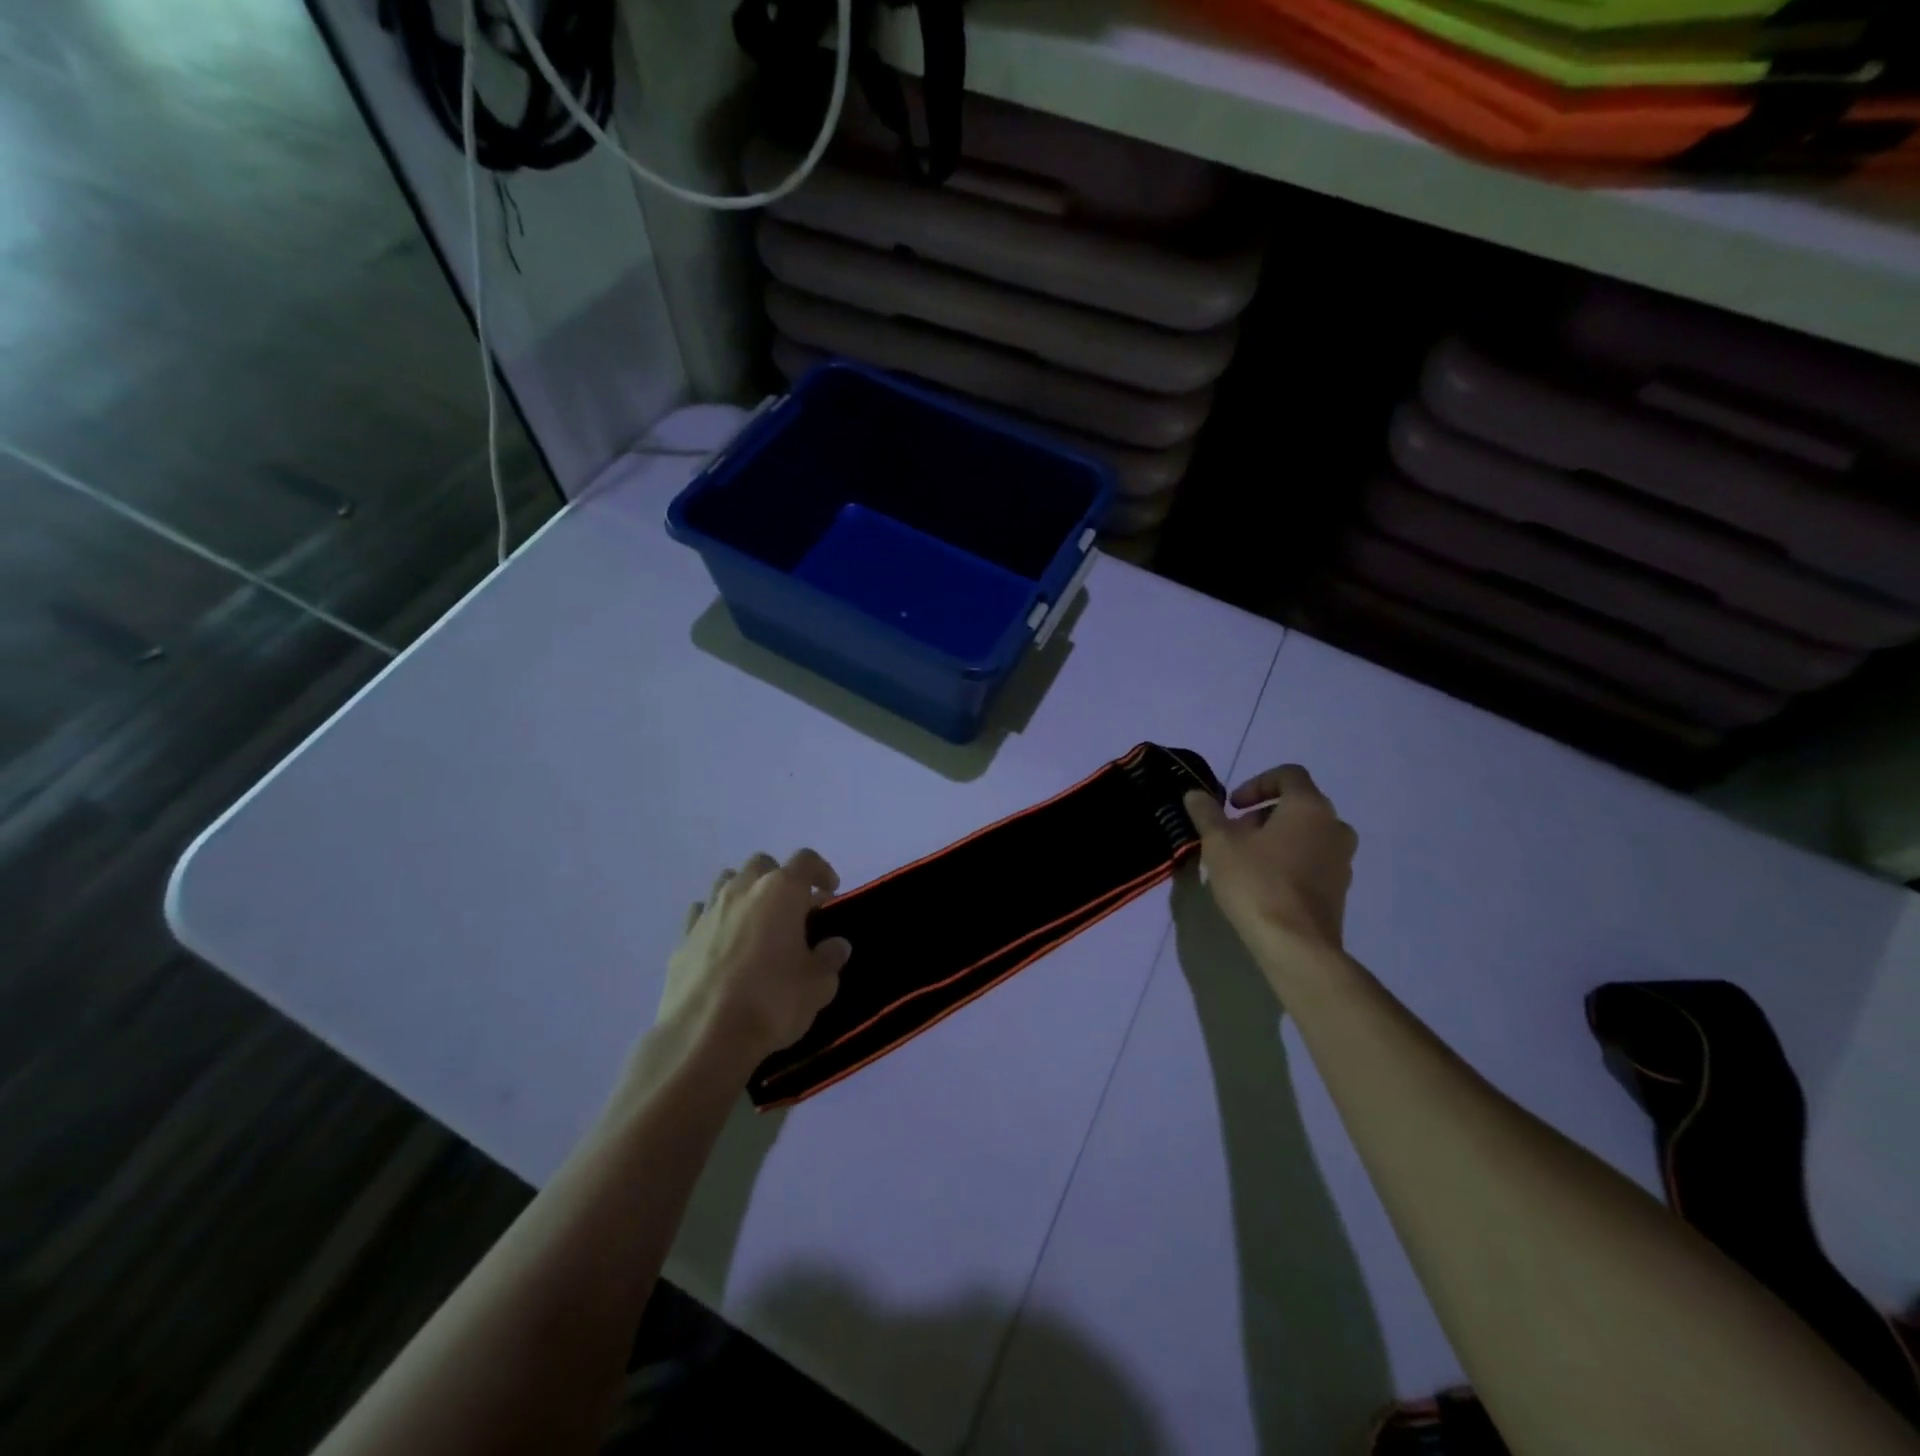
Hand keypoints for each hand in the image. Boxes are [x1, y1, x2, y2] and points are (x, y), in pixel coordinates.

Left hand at [655, 850, 852, 1078]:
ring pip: (728, 881)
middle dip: (780, 878)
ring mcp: (709, 911)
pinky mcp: (683, 937)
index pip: (805, 860)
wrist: (704, 1036)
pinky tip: (723, 941)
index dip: (821, 870)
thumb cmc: (772, 1001)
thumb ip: (830, 958)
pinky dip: (716, 918)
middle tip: (793, 908)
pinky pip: (702, 912)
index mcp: (781, 891)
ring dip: (746, 892)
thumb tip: (836, 945)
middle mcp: (743, 889)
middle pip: (763, 864)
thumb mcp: (818, 985)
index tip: (830, 891)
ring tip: (757, 921)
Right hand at [1183, 765, 1357, 984]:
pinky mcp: (1340, 890)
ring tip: (1244, 861)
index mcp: (1309, 807)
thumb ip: (1207, 814)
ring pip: (1305, 835)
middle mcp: (1334, 827)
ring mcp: (1342, 860)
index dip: (1257, 783)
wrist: (1296, 946)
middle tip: (1232, 835)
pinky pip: (1312, 861)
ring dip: (1275, 839)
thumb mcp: (1219, 844)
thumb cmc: (1257, 883)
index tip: (1233, 806)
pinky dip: (1289, 861)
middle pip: (1297, 806)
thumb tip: (1194, 794)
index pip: (1288, 775)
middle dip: (1261, 815)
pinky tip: (1262, 885)